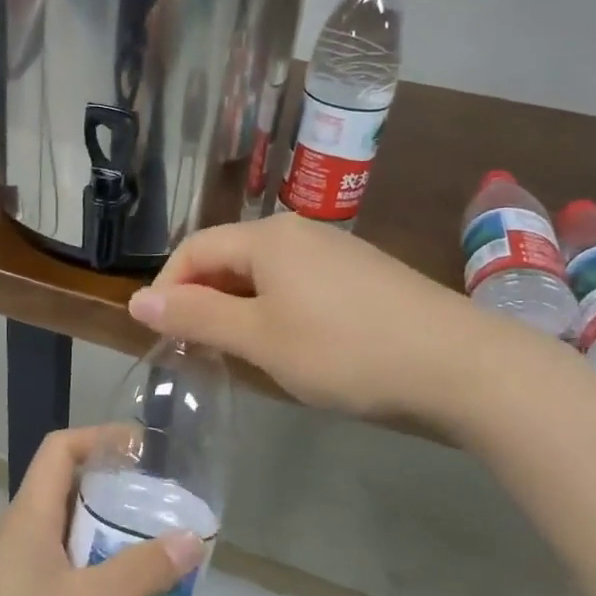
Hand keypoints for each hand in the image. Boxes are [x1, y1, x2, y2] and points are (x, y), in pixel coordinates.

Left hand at [0, 427, 203, 595]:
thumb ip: (142, 571)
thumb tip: (192, 537)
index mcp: (28, 516)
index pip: (61, 448)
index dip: (101, 437)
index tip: (143, 450)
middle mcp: (15, 533)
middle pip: (66, 488)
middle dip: (114, 493)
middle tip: (159, 510)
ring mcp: (9, 570)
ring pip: (64, 533)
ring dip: (105, 536)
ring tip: (149, 556)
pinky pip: (57, 567)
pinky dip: (90, 570)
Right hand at [127, 214, 481, 422]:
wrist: (458, 364)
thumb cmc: (344, 350)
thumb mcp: (259, 338)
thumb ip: (196, 316)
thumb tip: (137, 299)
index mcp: (267, 237)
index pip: (194, 249)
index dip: (168, 289)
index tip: (161, 336)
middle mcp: (298, 231)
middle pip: (229, 257)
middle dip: (203, 300)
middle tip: (196, 350)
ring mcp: (335, 251)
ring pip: (264, 273)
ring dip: (238, 308)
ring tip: (238, 352)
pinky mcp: (361, 274)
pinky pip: (297, 284)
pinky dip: (275, 310)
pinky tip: (289, 345)